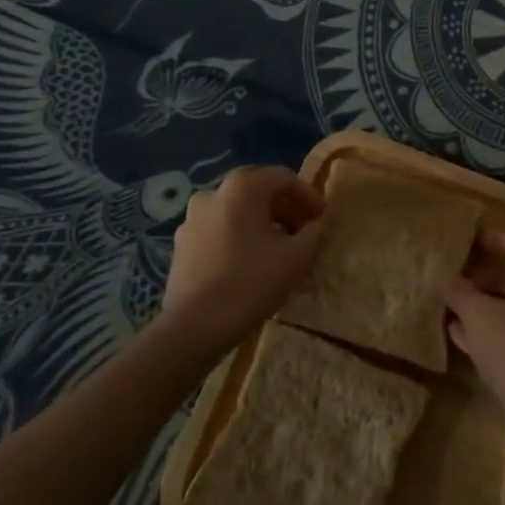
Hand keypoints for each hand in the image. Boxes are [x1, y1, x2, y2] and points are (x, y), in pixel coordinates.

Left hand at [164, 166, 324, 353]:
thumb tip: (319, 223)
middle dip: (286, 209)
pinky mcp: (182, 244)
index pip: (284, 178)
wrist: (194, 327)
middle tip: (304, 232)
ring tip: (280, 249)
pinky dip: (240, 237)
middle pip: (258, 191)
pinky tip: (251, 263)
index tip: (322, 219)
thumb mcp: (296, 257)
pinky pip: (219, 230)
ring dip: (263, 224)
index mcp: (242, 187)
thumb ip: (315, 233)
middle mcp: (213, 193)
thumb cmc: (250, 282)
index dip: (308, 196)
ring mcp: (192, 218)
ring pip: (237, 211)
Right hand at [446, 230, 504, 426]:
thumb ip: (461, 292)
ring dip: (488, 304)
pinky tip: (463, 337)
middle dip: (486, 275)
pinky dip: (497, 328)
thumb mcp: (478, 315)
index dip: (494, 239)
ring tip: (454, 305)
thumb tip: (449, 279)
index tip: (468, 240)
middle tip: (458, 274)